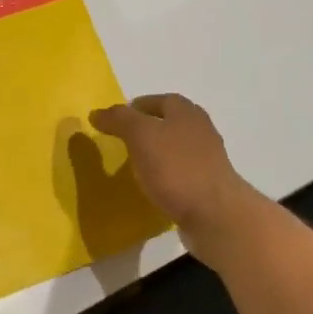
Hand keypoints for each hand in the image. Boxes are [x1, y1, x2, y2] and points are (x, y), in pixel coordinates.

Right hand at [88, 94, 259, 259]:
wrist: (214, 213)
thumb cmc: (176, 167)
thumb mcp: (141, 135)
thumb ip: (120, 120)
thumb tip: (98, 112)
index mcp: (187, 113)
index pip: (161, 100)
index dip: (138, 106)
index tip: (117, 118)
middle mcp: (201, 131)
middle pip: (172, 123)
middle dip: (149, 128)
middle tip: (123, 140)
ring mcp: (207, 159)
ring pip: (177, 148)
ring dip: (158, 152)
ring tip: (134, 165)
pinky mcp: (207, 185)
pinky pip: (181, 173)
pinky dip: (166, 175)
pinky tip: (152, 187)